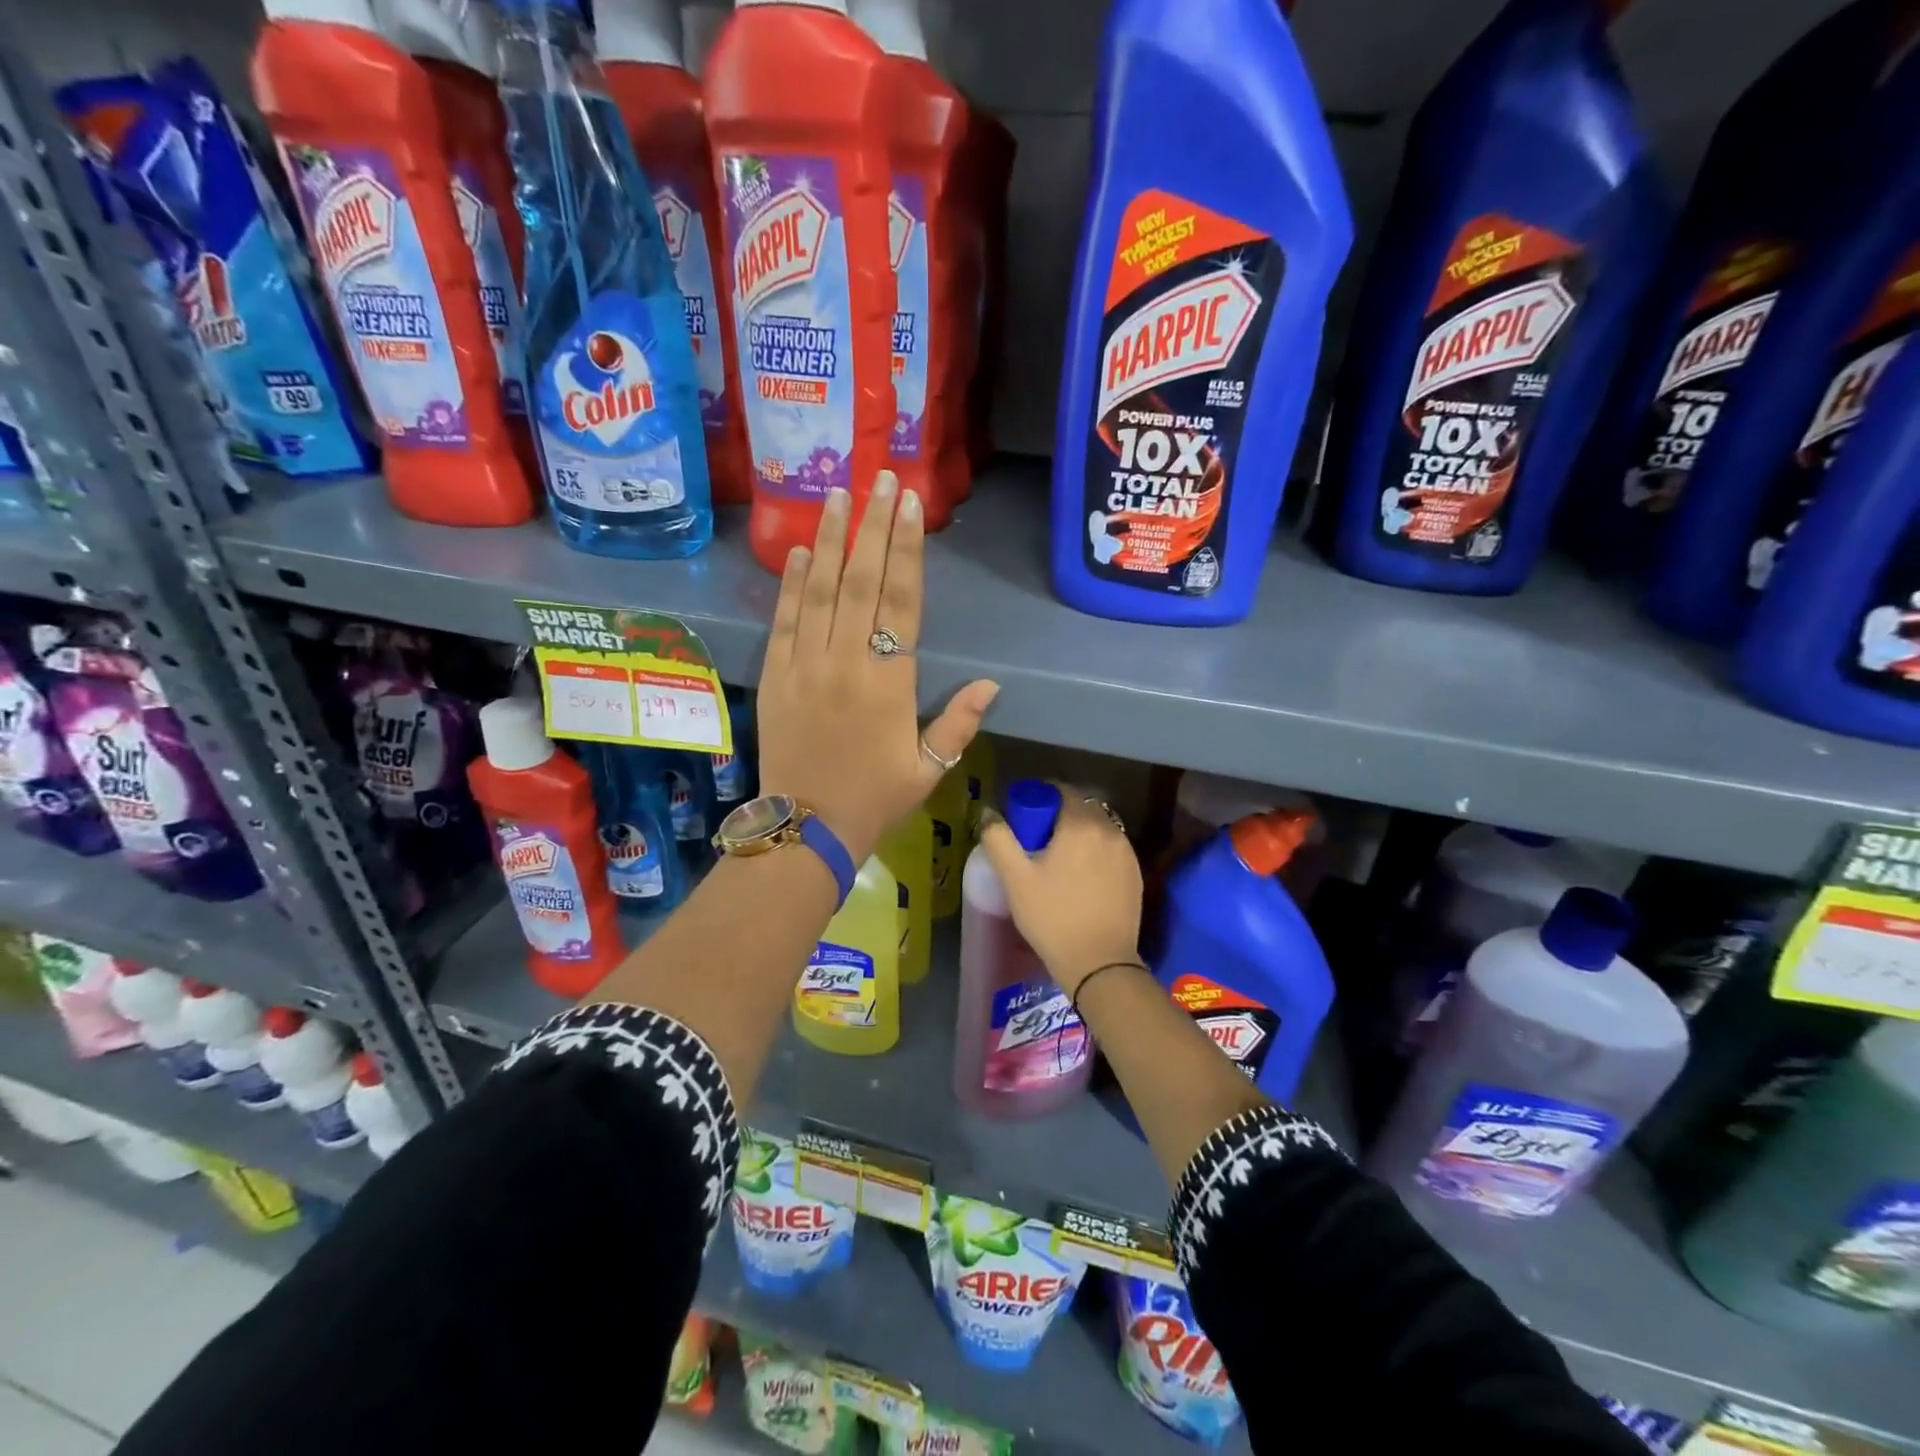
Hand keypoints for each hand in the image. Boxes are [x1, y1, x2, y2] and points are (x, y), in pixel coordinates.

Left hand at [757, 472, 999, 862]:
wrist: (805, 828)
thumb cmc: (874, 799)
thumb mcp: (928, 769)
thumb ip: (959, 723)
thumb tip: (993, 684)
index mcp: (890, 683)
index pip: (902, 602)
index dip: (907, 549)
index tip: (909, 504)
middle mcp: (847, 662)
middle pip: (862, 581)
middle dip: (873, 525)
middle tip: (879, 478)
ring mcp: (805, 665)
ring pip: (820, 590)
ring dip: (831, 540)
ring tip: (838, 494)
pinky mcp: (775, 674)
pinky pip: (784, 620)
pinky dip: (791, 583)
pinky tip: (800, 550)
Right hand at [977, 789, 1143, 995]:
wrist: (1099, 963)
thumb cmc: (1052, 917)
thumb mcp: (1015, 878)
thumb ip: (998, 838)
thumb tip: (988, 813)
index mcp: (1080, 824)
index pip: (1062, 790)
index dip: (1041, 797)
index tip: (1025, 817)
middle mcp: (1109, 830)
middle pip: (1082, 807)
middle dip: (1060, 814)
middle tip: (1038, 840)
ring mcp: (1127, 852)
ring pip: (1099, 828)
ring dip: (1080, 833)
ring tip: (1060, 859)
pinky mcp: (1136, 874)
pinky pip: (1111, 848)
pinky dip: (1096, 851)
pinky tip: (1082, 876)